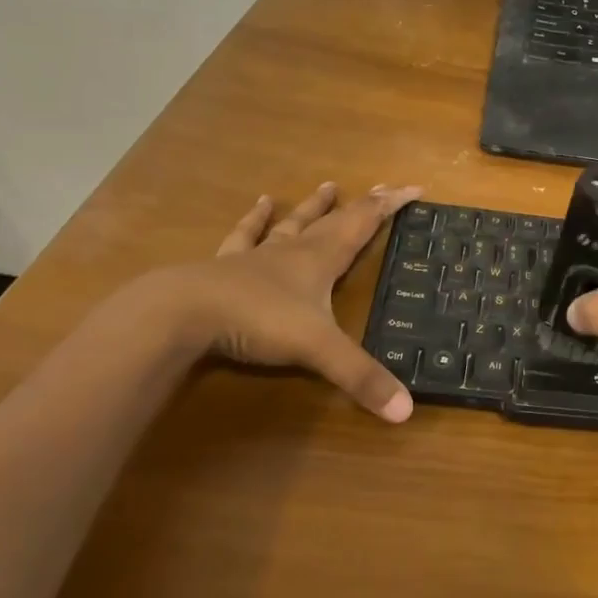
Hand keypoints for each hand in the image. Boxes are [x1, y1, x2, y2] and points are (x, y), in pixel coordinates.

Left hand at [163, 181, 423, 421]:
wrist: (183, 312)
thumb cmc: (258, 321)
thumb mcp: (318, 350)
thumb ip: (360, 378)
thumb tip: (406, 411)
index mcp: (321, 259)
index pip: (364, 224)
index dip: (390, 206)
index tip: (414, 187)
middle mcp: (294, 250)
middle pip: (335, 220)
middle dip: (362, 205)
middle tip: (381, 187)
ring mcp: (258, 256)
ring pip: (294, 223)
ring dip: (313, 206)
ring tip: (327, 186)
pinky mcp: (227, 266)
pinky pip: (246, 236)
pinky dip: (256, 219)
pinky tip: (260, 203)